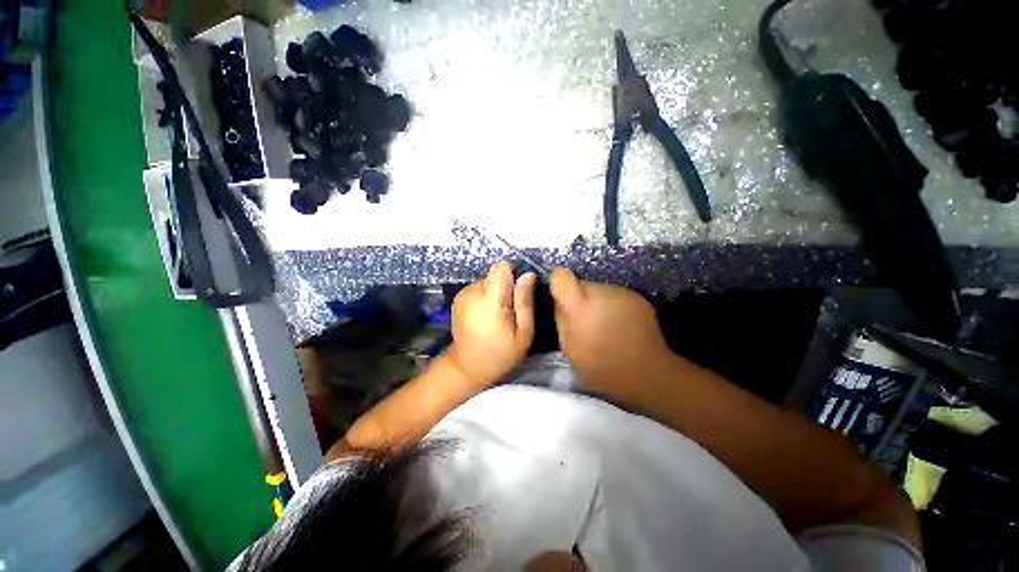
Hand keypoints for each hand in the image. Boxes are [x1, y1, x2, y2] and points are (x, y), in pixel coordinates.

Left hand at [446, 262, 536, 385]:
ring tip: (497, 316)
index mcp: (490, 300)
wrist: (467, 366)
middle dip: (506, 287)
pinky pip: (478, 288)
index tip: (519, 291)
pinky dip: (485, 297)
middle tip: (510, 311)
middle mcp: (473, 291)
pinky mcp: (458, 297)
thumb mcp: (523, 332)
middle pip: (495, 274)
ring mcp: (463, 293)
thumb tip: (528, 275)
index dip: (513, 274)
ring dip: (495, 292)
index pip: (501, 267)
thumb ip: (525, 301)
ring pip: (487, 280)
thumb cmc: (500, 353)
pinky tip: (486, 316)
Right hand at [550, 268, 670, 398]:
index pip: (562, 278)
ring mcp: (622, 294)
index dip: (558, 282)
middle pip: (582, 284)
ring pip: (600, 290)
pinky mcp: (638, 297)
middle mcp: (601, 294)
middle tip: (584, 320)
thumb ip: (562, 321)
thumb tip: (559, 303)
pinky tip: (620, 325)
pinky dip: (613, 306)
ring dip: (597, 302)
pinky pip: (616, 296)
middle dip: (580, 298)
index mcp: (580, 308)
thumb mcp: (570, 350)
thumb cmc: (602, 368)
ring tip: (605, 325)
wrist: (648, 374)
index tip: (560, 296)